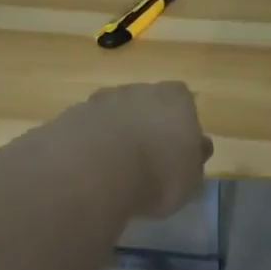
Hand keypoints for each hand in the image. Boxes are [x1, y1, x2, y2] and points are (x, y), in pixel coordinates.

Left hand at [67, 82, 212, 217]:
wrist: (96, 172)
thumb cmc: (158, 174)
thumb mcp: (191, 178)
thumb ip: (195, 160)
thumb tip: (198, 148)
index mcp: (176, 99)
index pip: (183, 101)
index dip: (180, 125)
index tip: (176, 150)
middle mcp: (139, 90)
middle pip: (146, 103)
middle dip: (146, 125)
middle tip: (145, 159)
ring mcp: (102, 100)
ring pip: (114, 114)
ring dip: (116, 134)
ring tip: (114, 169)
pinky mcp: (72, 115)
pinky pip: (88, 129)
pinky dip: (90, 144)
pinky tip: (90, 170)